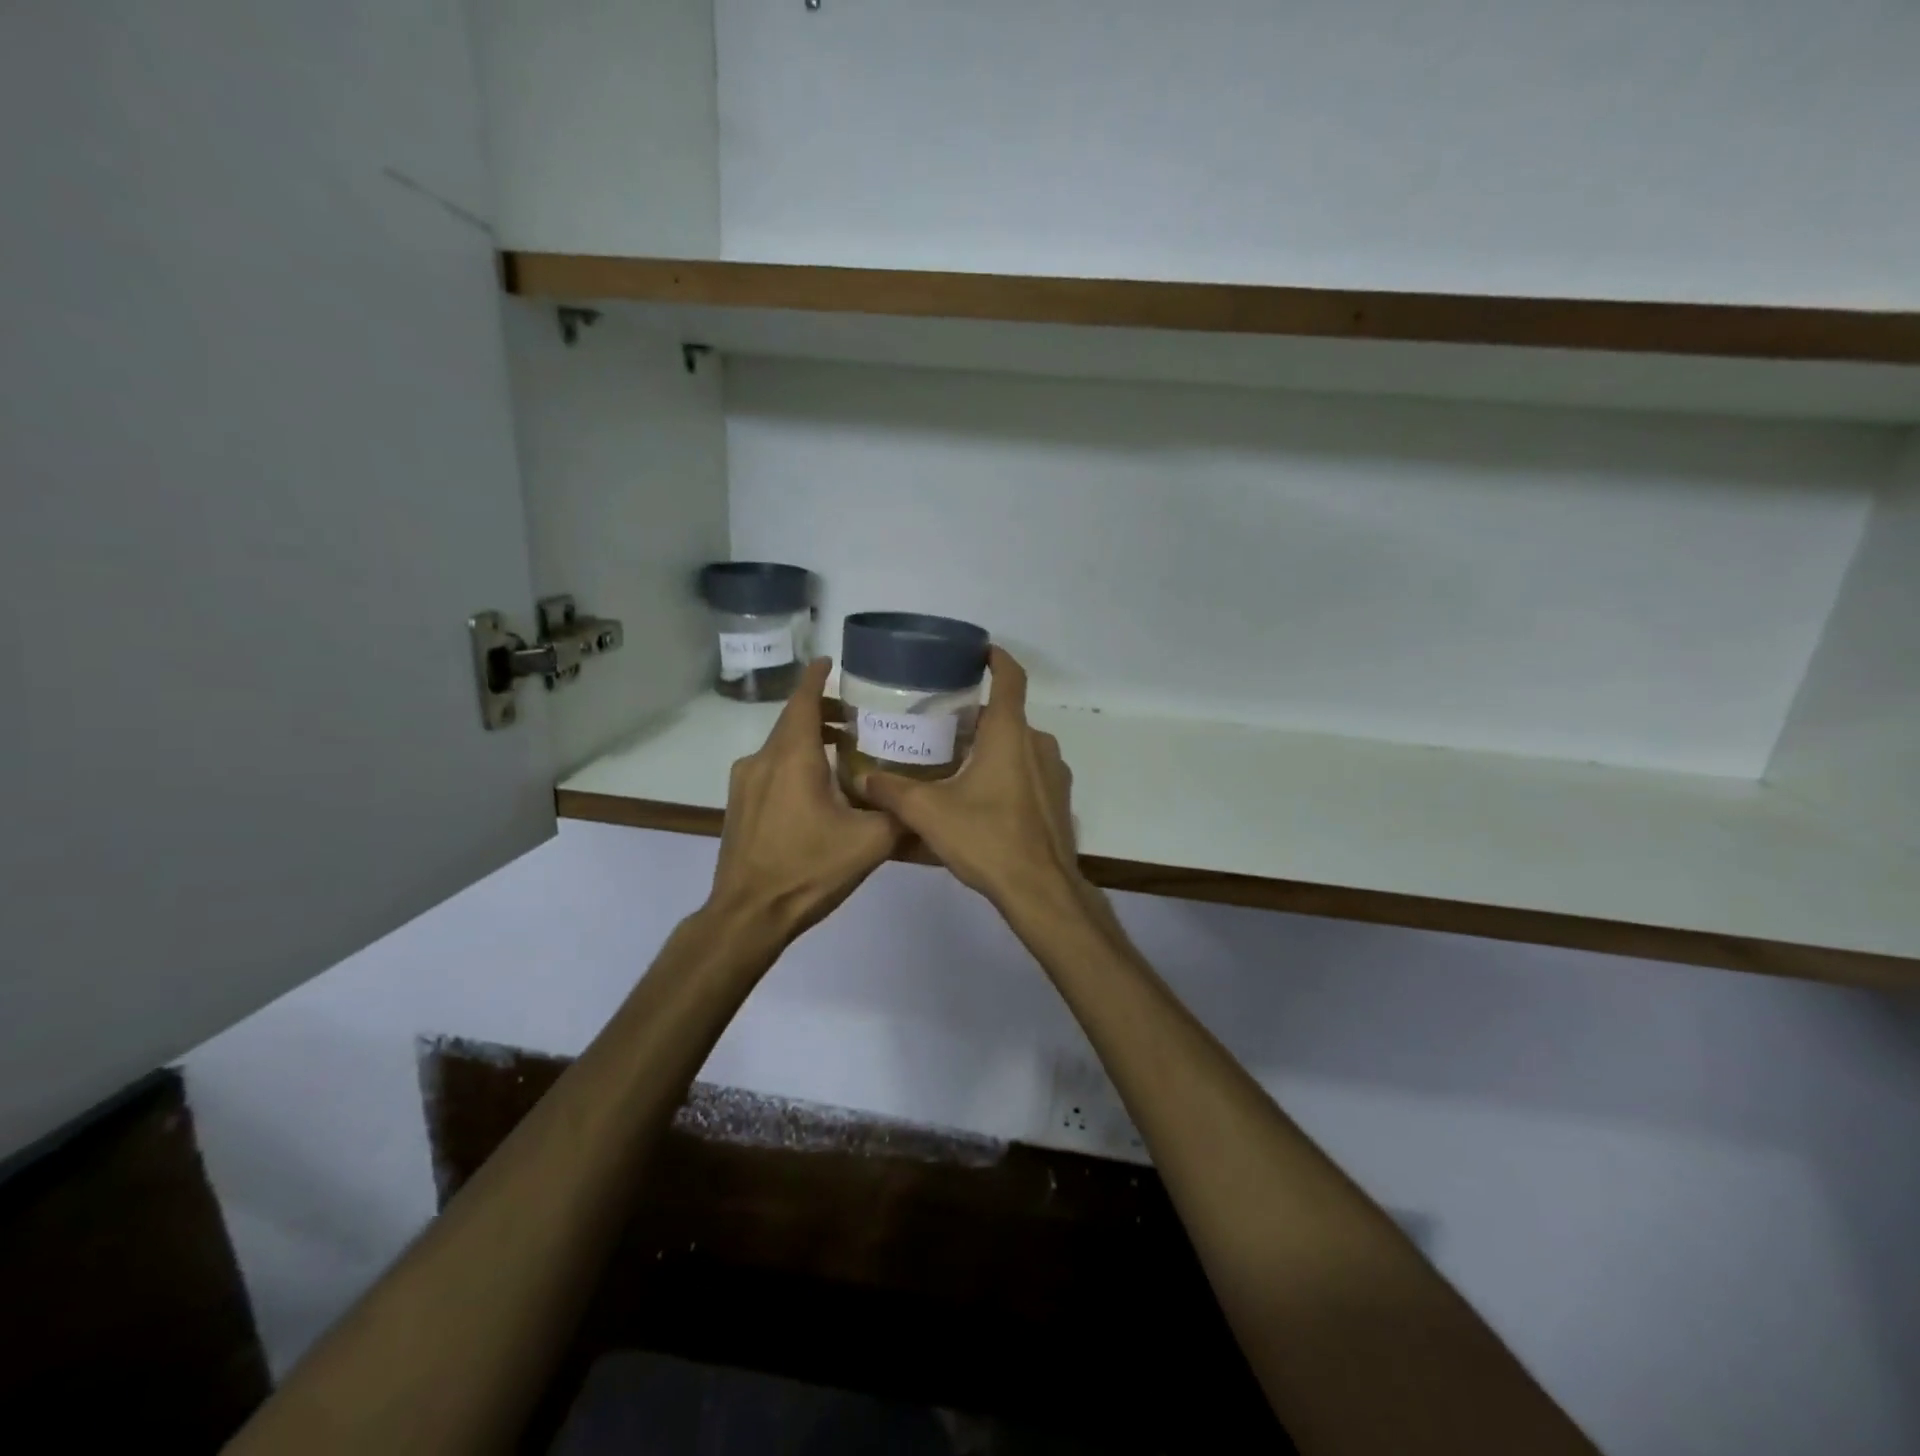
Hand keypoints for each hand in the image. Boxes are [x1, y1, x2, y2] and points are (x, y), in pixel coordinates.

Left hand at [707, 658, 900, 939]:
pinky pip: (769, 769)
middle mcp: (762, 760)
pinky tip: (817, 788)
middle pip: (792, 721)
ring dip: (807, 739)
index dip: (817, 677)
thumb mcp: (870, 843)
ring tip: (841, 751)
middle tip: (856, 717)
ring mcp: (744, 784)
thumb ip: (900, 815)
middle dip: (821, 711)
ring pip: (779, 746)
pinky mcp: (739, 806)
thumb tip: (924, 802)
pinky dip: (793, 763)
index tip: (832, 662)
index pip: (802, 700)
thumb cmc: (808, 870)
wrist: (748, 915)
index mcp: (792, 758)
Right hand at [856, 648, 1084, 912]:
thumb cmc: (987, 839)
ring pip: (1019, 746)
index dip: (996, 658)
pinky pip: (1030, 774)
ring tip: (958, 762)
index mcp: (1010, 734)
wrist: (1040, 890)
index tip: (979, 651)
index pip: (1010, 677)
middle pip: (1008, 716)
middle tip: (943, 724)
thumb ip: (891, 791)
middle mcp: (1038, 744)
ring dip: (993, 747)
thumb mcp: (928, 813)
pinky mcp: (1058, 800)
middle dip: (978, 716)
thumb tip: (859, 778)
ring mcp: (1054, 773)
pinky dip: (1008, 774)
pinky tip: (982, 798)